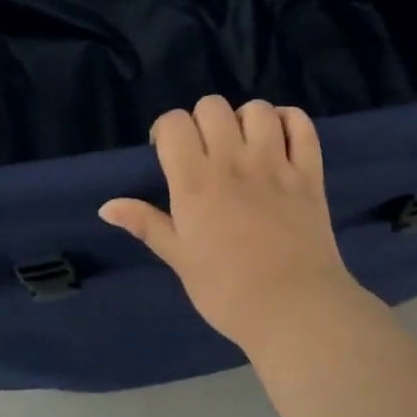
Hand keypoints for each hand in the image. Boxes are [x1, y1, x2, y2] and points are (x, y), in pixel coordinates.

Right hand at [100, 97, 364, 347]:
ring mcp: (275, 163)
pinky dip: (289, 122)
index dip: (167, 131)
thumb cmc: (227, 291)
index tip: (169, 153)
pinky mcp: (309, 172)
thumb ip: (147, 224)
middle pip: (212, 106)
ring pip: (257, 109)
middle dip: (202, 122)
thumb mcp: (180, 260)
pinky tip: (280, 139)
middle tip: (205, 152)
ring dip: (245, 120)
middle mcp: (233, 161)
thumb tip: (107, 206)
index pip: (174, 123)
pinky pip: (301, 125)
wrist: (294, 309)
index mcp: (195, 182)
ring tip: (244, 145)